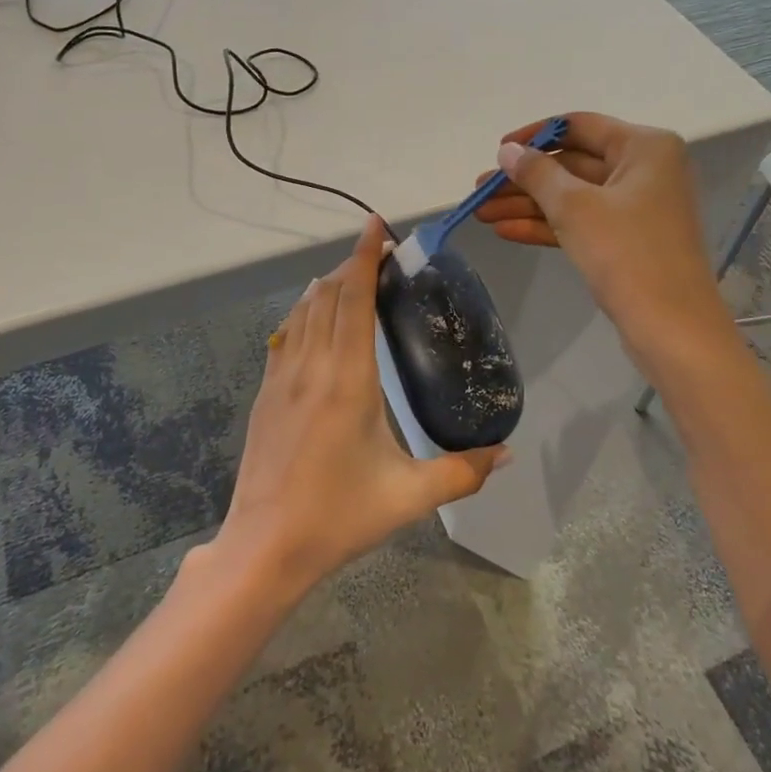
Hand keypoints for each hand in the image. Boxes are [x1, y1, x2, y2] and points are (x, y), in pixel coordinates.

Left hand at [215, 216, 508, 596]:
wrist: (264, 546)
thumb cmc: (338, 516)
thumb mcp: (409, 496)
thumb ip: (462, 471)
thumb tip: (506, 453)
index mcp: (348, 378)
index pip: (354, 298)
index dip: (364, 256)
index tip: (374, 225)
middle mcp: (312, 365)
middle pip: (328, 295)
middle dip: (350, 265)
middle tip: (377, 253)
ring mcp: (282, 378)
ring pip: (302, 311)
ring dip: (326, 285)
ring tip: (348, 275)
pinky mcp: (265, 393)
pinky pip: (285, 334)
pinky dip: (302, 311)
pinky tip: (310, 315)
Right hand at [474, 112, 729, 352]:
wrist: (672, 329)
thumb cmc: (627, 253)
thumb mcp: (574, 207)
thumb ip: (536, 173)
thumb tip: (508, 151)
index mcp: (644, 147)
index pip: (578, 126)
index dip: (534, 136)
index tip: (498, 151)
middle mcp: (644, 170)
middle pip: (571, 164)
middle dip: (524, 180)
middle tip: (479, 192)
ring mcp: (636, 208)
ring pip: (572, 197)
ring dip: (527, 205)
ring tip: (480, 213)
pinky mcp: (626, 241)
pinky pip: (580, 223)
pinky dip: (546, 226)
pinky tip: (505, 232)